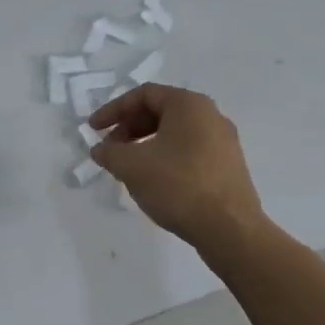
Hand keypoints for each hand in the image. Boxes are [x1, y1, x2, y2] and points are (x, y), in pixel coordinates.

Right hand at [89, 84, 265, 248]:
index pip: (143, 94)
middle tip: (110, 149)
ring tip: (128, 167)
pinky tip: (153, 180)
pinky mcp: (228, 166)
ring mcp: (223, 141)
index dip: (113, 109)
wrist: (230, 230)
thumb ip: (109, 152)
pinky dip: (165, 156)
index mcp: (189, 104)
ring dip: (145, 144)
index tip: (93, 129)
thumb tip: (100, 150)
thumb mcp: (131, 166)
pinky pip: (189, 150)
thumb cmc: (178, 185)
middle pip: (160, 111)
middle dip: (129, 127)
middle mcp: (210, 115)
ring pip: (174, 132)